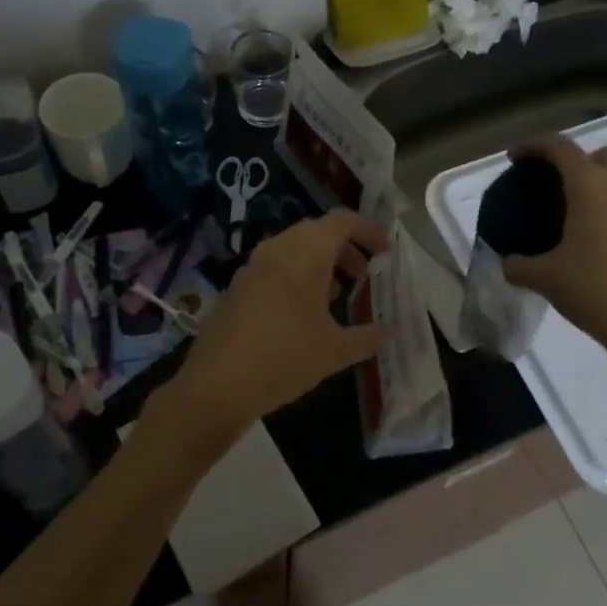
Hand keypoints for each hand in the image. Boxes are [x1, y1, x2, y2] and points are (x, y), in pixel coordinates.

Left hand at [161, 209, 389, 447]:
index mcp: (306, 253)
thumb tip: (389, 331)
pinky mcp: (237, 285)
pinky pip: (275, 266)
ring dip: (320, 261)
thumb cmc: (285, 358)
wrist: (217, 384)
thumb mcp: (335, 352)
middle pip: (318, 231)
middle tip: (365, 272)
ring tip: (339, 293)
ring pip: (294, 248)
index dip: (368, 230)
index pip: (343, 221)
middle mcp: (278, 249)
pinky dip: (297, 274)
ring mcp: (253, 266)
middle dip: (345, 247)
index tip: (386, 251)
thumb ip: (367, 337)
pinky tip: (304, 310)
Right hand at [501, 139, 606, 396]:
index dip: (535, 146)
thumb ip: (520, 266)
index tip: (518, 157)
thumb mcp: (546, 279)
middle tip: (563, 189)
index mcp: (591, 186)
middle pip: (605, 154)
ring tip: (590, 216)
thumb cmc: (595, 290)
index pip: (560, 148)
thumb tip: (509, 264)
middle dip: (582, 162)